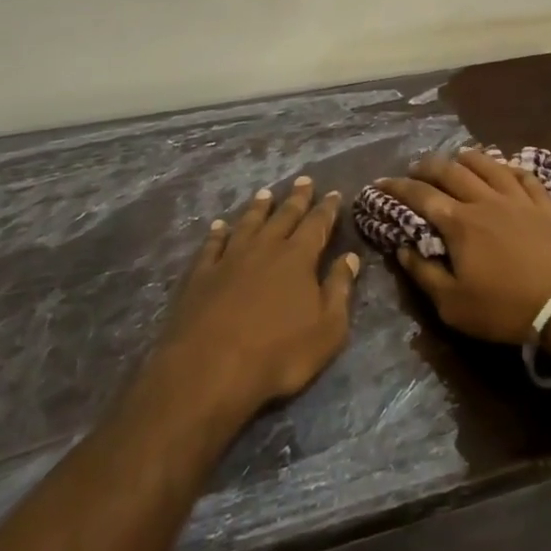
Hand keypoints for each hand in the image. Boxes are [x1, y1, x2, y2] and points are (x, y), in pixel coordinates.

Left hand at [152, 177, 359, 422]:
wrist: (209, 370)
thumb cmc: (278, 353)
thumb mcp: (327, 329)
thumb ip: (339, 290)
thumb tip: (350, 258)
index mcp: (298, 257)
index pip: (317, 224)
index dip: (327, 208)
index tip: (333, 193)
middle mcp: (265, 248)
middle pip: (283, 216)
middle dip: (296, 198)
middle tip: (303, 179)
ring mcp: (230, 259)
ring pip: (248, 223)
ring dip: (258, 208)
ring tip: (265, 193)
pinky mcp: (201, 275)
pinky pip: (211, 245)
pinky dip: (217, 233)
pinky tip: (218, 226)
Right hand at [378, 148, 550, 344]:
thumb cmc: (506, 307)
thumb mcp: (453, 305)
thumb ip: (424, 274)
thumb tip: (402, 249)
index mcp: (459, 223)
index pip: (421, 196)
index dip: (397, 187)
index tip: (380, 182)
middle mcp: (485, 201)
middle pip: (452, 172)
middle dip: (428, 166)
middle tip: (416, 168)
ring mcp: (518, 199)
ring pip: (488, 166)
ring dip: (467, 158)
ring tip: (456, 158)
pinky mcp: (545, 205)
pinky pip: (525, 177)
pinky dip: (510, 168)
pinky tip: (505, 167)